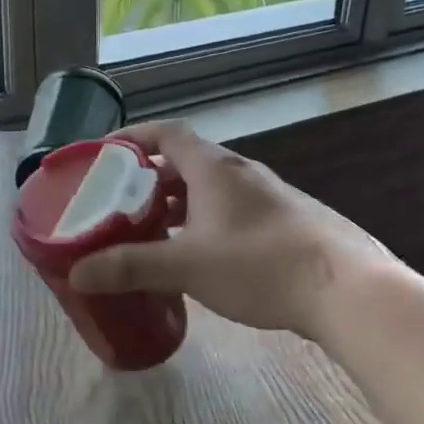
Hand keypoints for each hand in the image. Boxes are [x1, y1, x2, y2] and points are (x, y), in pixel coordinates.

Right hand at [66, 120, 396, 338]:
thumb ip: (131, 266)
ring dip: (180, 203)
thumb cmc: (259, 265)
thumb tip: (77, 273)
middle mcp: (240, 172)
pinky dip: (205, 221)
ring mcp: (268, 196)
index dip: (135, 137)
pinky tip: (200, 256)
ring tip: (153, 231)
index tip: (108, 152)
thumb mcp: (187, 266)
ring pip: (211, 189)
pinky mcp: (285, 221)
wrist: (346, 290)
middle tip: (121, 202)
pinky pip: (232, 210)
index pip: (168, 133)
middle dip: (151, 178)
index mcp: (214, 168)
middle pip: (187, 162)